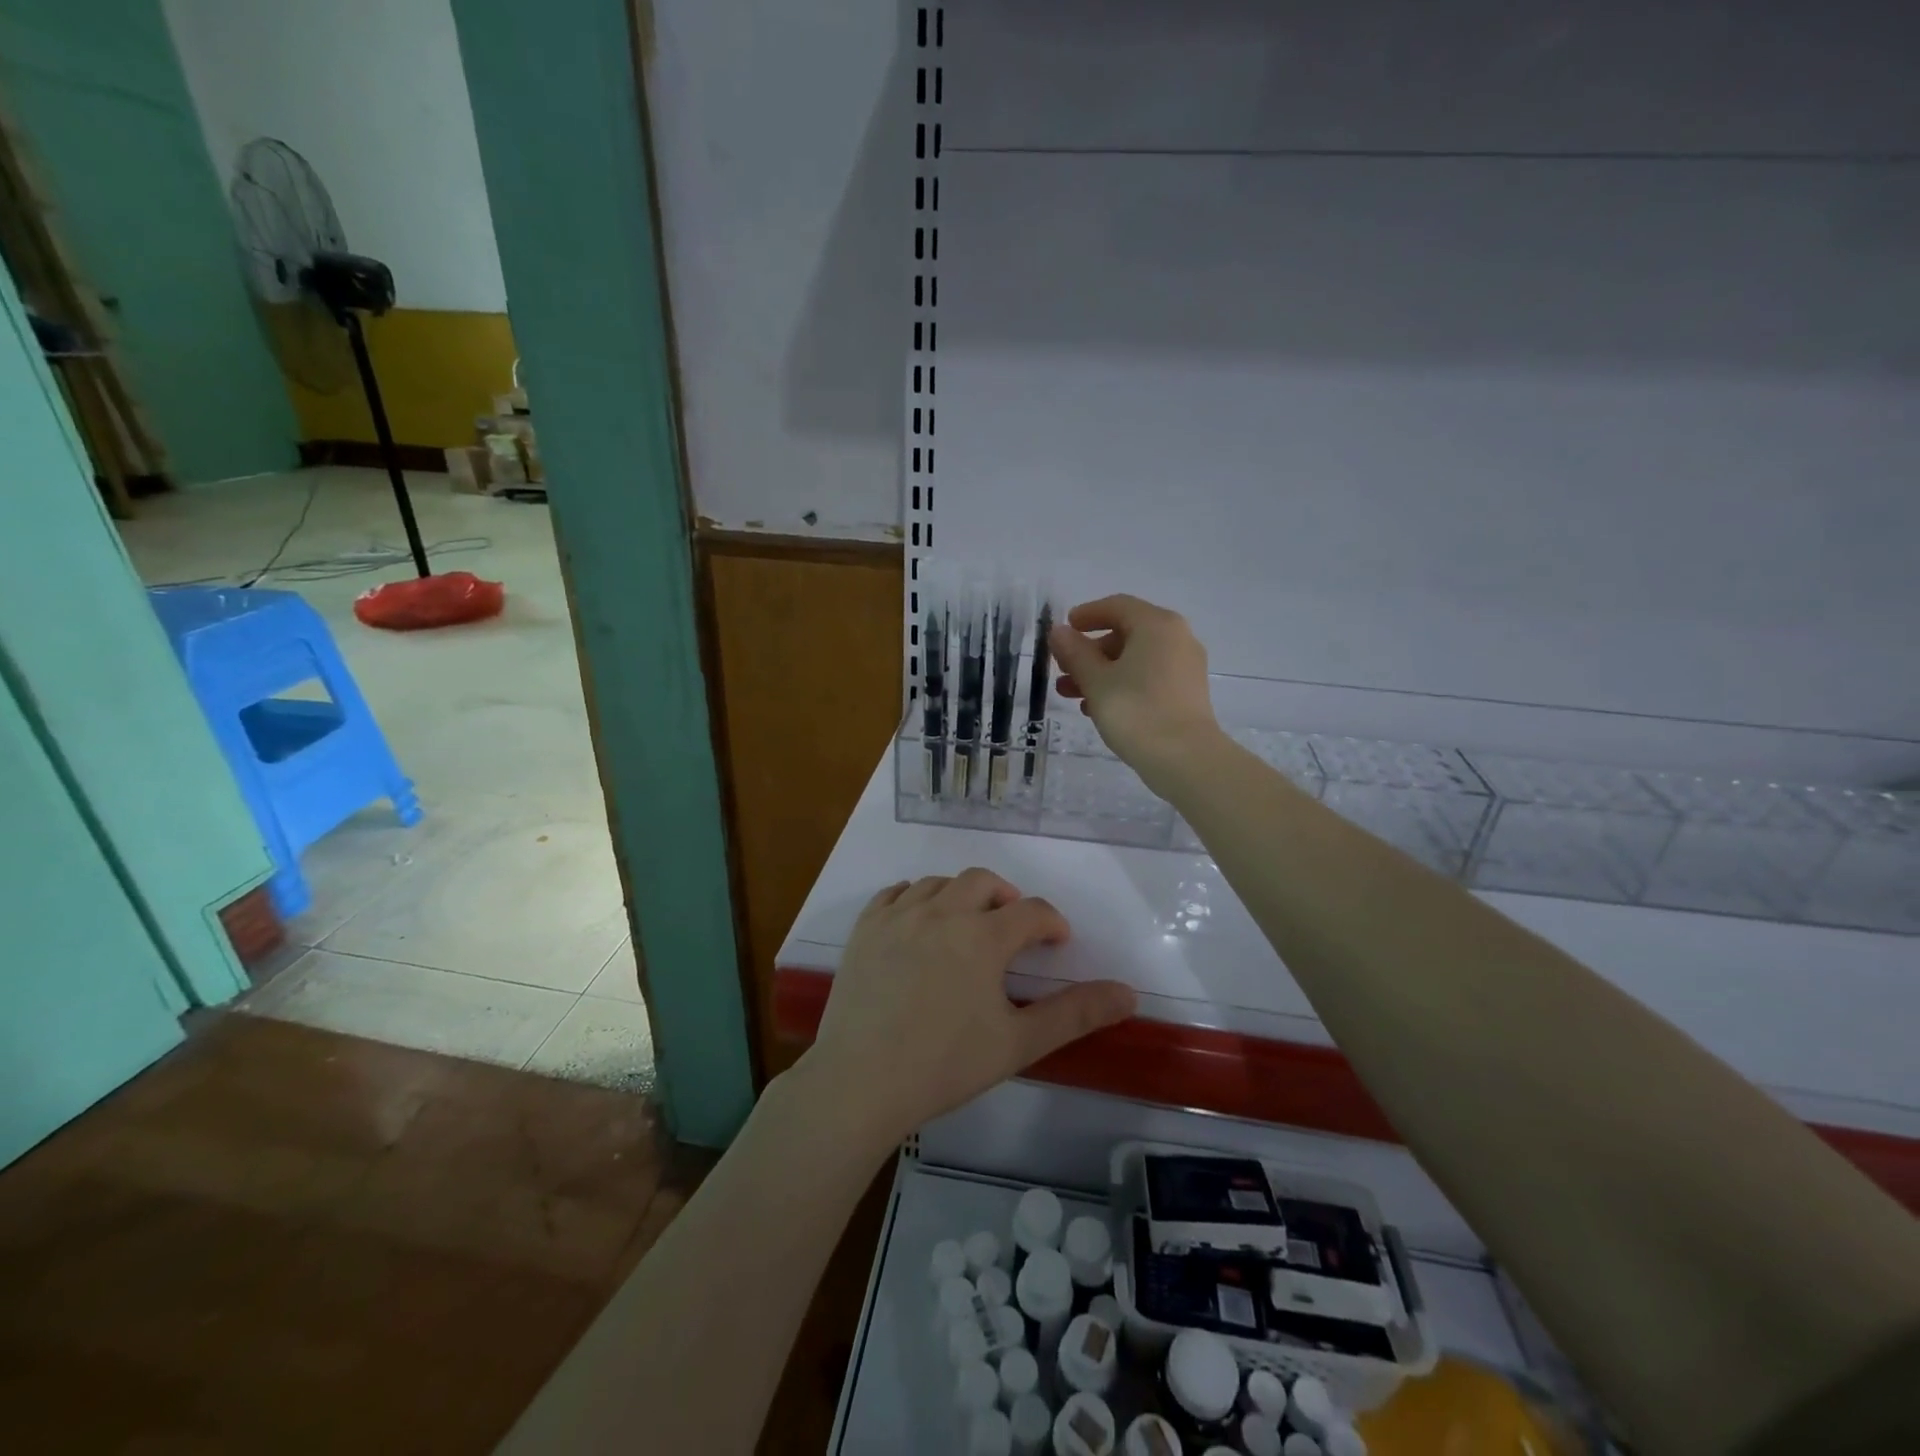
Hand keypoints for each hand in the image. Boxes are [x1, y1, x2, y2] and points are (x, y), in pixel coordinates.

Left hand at [797, 870, 1135, 1148]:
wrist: (860, 1082)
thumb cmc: (945, 1065)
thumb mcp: (1018, 1043)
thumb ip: (1075, 1013)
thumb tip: (1128, 993)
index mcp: (982, 936)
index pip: (1030, 911)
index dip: (1051, 922)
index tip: (1058, 941)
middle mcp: (941, 912)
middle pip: (982, 881)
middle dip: (1006, 897)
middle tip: (1013, 926)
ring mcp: (897, 916)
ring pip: (938, 883)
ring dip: (961, 894)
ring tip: (968, 923)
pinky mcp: (865, 929)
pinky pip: (894, 893)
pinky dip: (915, 897)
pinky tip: (919, 920)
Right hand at [1049, 594, 1222, 790]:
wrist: (1185, 759)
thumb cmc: (1136, 711)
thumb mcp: (1096, 680)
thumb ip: (1075, 652)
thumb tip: (1059, 632)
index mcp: (1156, 625)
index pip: (1117, 606)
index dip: (1087, 615)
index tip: (1064, 629)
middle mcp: (1176, 638)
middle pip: (1125, 633)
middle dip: (1089, 651)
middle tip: (1062, 669)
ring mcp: (1185, 666)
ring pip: (1135, 659)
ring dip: (1101, 672)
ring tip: (1070, 695)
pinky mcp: (1186, 693)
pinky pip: (1148, 677)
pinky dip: (1122, 685)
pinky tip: (1098, 708)